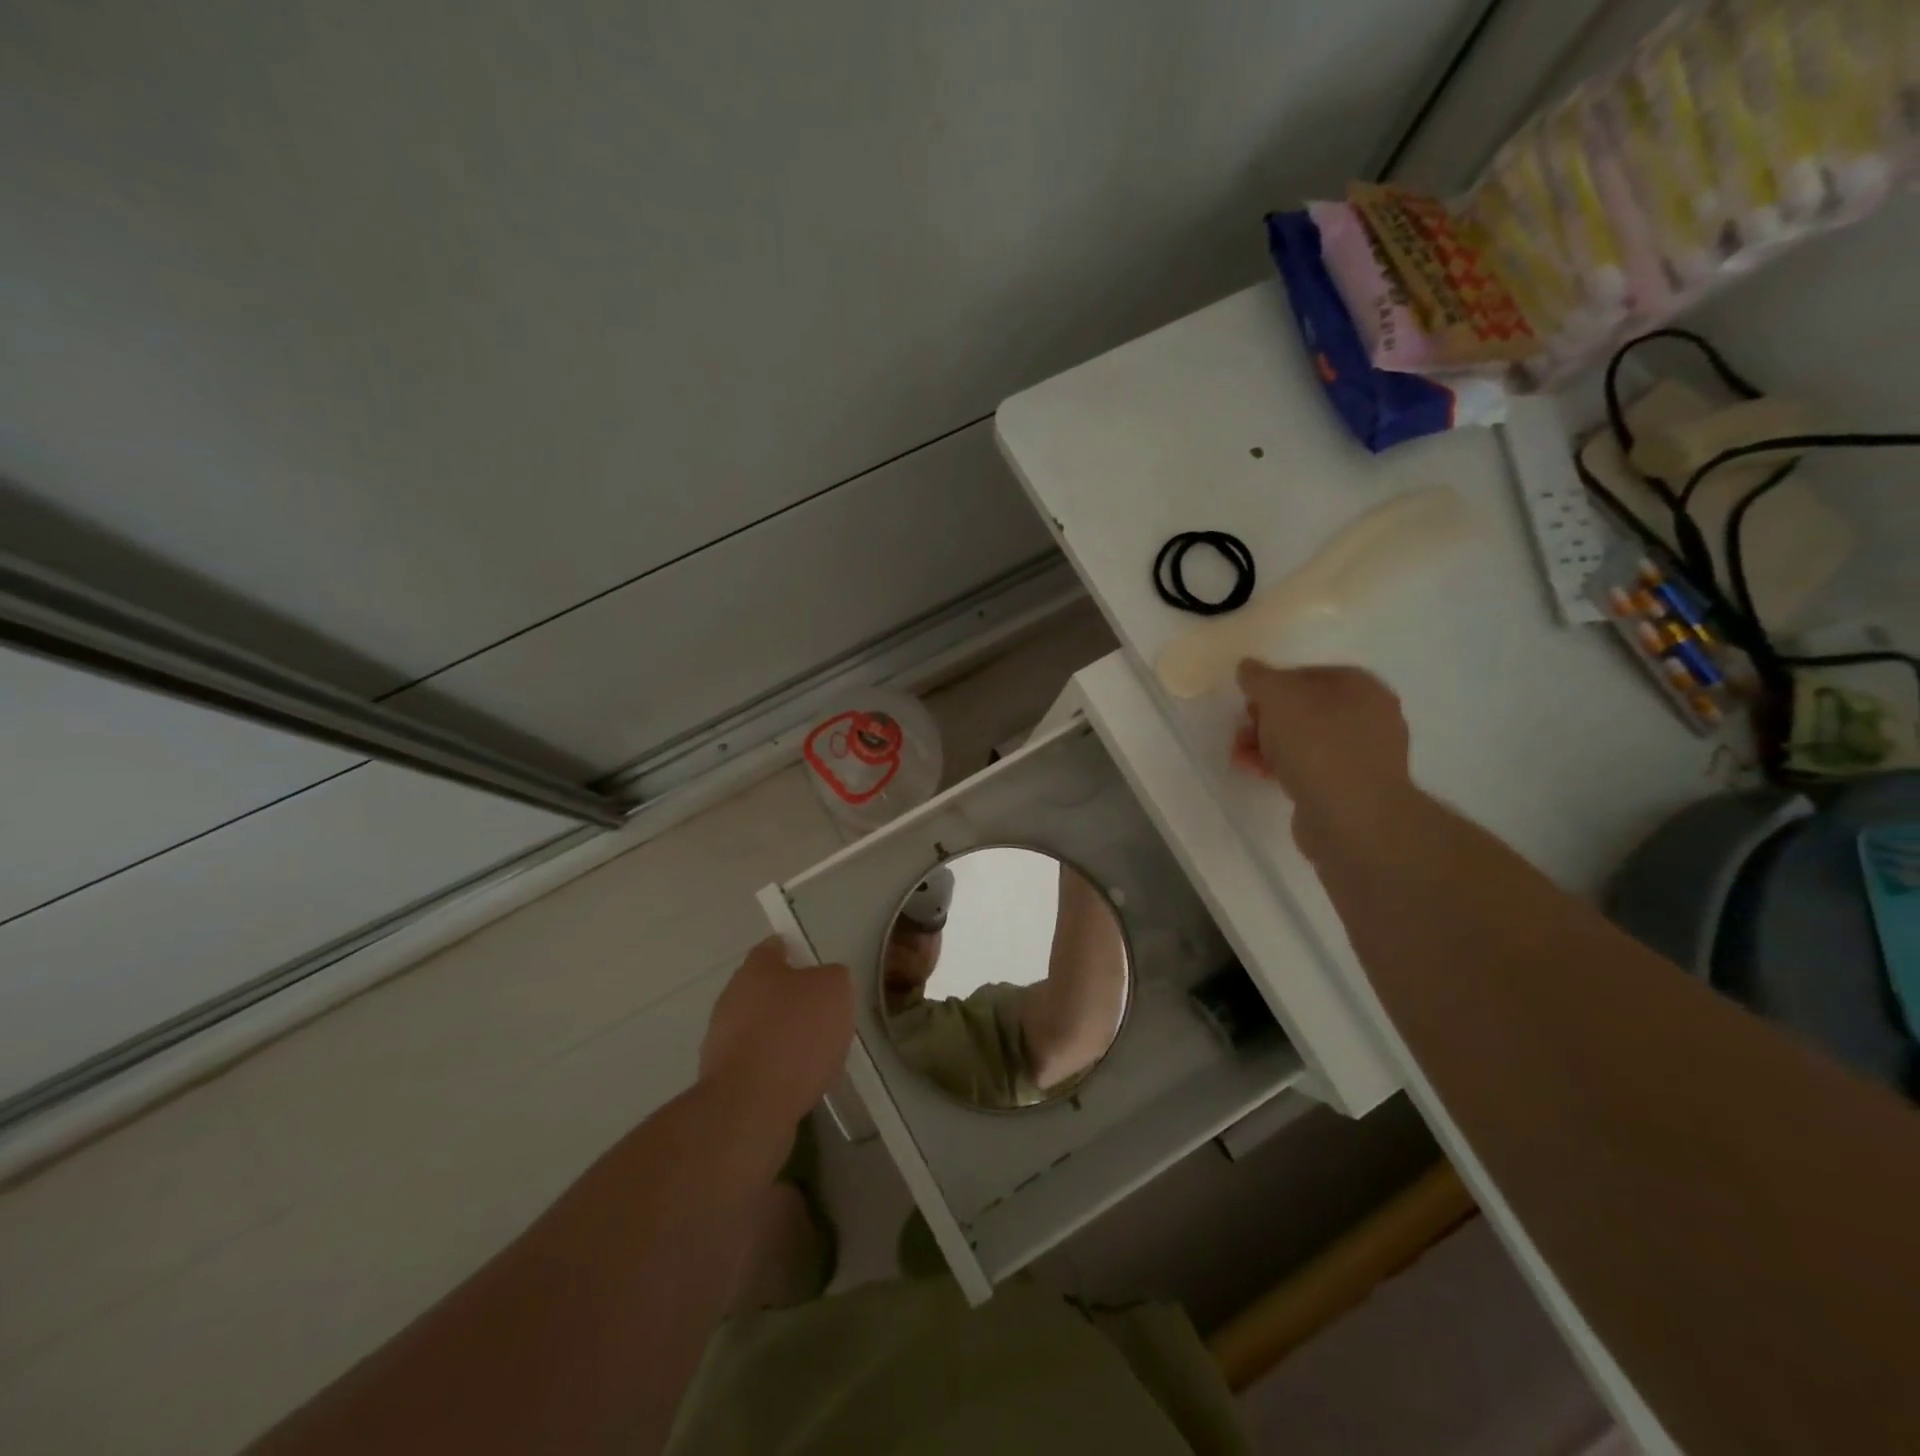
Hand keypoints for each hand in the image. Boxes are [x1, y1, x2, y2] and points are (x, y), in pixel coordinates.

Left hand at [700, 938, 854, 1126]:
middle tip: (823, 1016)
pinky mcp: (724, 1079)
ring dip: (783, 1037)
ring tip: (816, 1056)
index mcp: (756, 969)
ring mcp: (722, 1040)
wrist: (751, 1106)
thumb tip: (826, 982)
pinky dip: (776, 1069)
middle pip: (766, 990)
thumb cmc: (795, 1035)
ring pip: (761, 1028)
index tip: (815, 968)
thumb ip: (833, 977)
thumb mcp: (835, 990)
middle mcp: (732, 997)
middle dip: (791, 1001)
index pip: (773, 948)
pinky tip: (799, 1083)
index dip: (795, 954)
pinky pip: (758, 1063)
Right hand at [1232, 660, 1413, 853]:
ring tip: (1241, 757)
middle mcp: (1368, 717)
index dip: (1272, 685)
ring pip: (1302, 740)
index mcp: (1361, 687)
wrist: (1352, 818)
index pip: (1307, 673)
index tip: (1247, 702)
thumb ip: (1260, 678)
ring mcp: (1361, 755)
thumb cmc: (1318, 745)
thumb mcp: (1279, 698)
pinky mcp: (1348, 788)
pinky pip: (1308, 768)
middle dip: (1265, 719)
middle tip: (1242, 731)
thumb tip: (1248, 667)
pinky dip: (1282, 767)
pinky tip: (1259, 774)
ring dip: (1267, 745)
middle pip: (1303, 708)